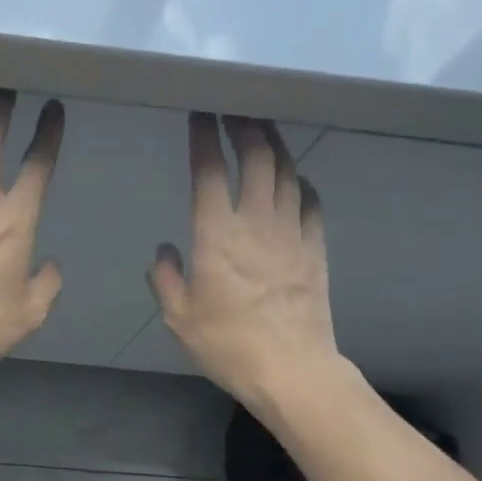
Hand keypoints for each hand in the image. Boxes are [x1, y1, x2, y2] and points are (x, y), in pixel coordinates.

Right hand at [150, 114, 339, 404]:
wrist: (290, 368)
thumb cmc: (227, 344)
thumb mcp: (179, 317)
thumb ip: (166, 279)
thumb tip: (166, 251)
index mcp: (217, 235)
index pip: (209, 171)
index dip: (203, 138)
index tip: (199, 115)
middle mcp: (256, 222)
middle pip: (256, 157)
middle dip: (244, 126)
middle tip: (233, 111)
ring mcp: (291, 231)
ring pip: (286, 171)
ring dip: (274, 144)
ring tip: (262, 130)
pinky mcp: (315, 247)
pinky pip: (311, 202)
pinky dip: (301, 182)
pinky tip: (296, 178)